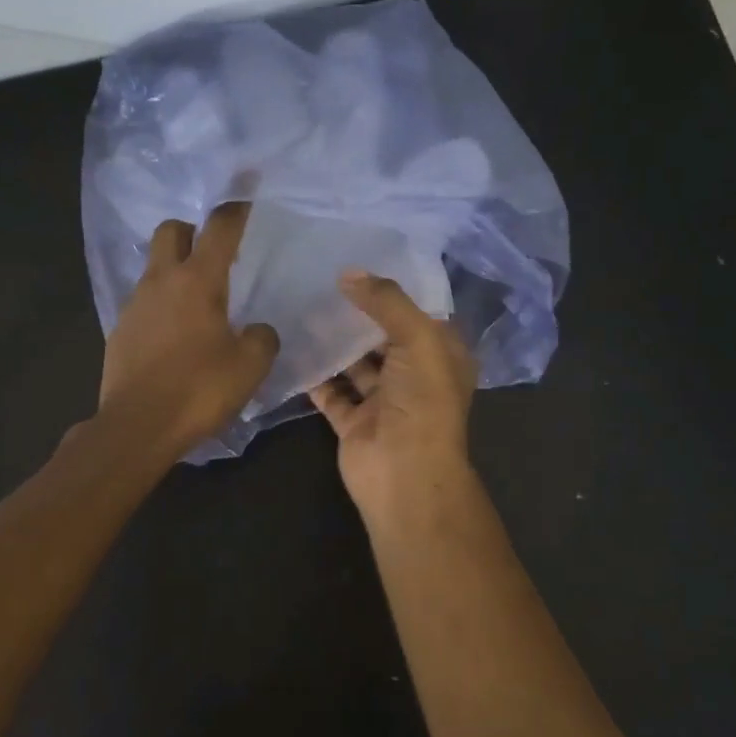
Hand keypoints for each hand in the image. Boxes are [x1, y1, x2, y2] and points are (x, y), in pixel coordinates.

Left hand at [98, 203, 279, 457]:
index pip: (219, 228)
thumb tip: (258, 330)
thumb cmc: (199, 389)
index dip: (236, 208)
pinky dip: (161, 305)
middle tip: (213, 255)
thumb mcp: (250, 366)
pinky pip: (144, 301)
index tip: (247, 195)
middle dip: (192, 231)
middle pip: (172, 230)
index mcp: (198, 281)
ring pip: (155, 267)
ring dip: (175, 270)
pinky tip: (176, 335)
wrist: (137, 426)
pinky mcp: (120, 330)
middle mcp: (162, 281)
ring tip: (197, 302)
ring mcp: (135, 304)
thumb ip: (262, 338)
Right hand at [308, 271, 477, 519]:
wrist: (403, 474)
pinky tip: (293, 346)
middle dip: (358, 313)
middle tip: (322, 280)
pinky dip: (315, 374)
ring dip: (334, 342)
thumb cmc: (422, 401)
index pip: (419, 313)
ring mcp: (383, 400)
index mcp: (441, 356)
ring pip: (355, 363)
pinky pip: (331, 391)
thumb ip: (386, 302)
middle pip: (383, 336)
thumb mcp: (417, 339)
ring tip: (303, 307)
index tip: (360, 262)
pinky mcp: (353, 421)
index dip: (394, 290)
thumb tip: (349, 273)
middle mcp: (414, 376)